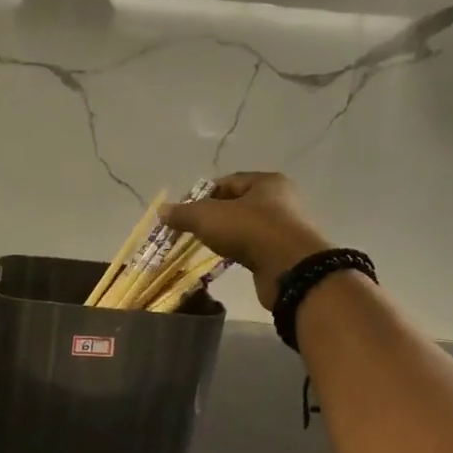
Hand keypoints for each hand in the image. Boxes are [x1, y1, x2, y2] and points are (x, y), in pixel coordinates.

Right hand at [161, 171, 329, 310]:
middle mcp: (281, 200)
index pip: (228, 182)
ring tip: (206, 246)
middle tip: (192, 230)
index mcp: (267, 182)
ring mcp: (285, 228)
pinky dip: (239, 250)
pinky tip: (226, 259)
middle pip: (238, 204)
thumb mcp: (208, 217)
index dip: (202, 194)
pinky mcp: (284, 253)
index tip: (184, 211)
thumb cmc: (250, 231)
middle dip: (214, 216)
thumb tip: (162, 211)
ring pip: (246, 227)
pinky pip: (255, 247)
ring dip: (226, 235)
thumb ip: (184, 213)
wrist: (290, 270)